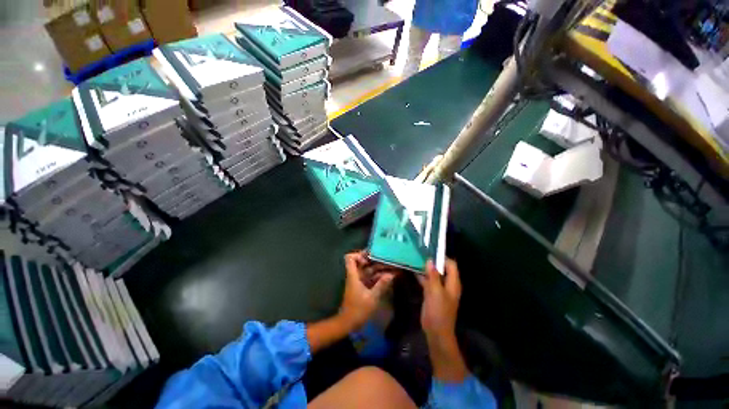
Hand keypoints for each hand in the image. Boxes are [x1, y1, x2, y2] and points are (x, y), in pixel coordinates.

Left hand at [337, 251, 396, 331]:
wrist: (349, 323)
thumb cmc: (358, 310)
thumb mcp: (372, 298)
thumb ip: (381, 285)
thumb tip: (391, 274)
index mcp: (353, 275)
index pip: (350, 258)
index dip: (359, 254)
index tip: (371, 256)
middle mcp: (355, 275)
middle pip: (362, 262)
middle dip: (374, 260)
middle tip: (387, 258)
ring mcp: (359, 281)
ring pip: (368, 270)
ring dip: (378, 268)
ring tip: (391, 266)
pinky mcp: (362, 287)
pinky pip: (370, 277)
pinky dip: (378, 276)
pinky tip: (388, 276)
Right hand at [418, 258, 467, 381]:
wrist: (436, 332)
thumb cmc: (439, 311)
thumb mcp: (436, 292)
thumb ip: (433, 276)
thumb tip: (430, 260)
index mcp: (453, 283)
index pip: (451, 265)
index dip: (442, 257)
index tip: (431, 250)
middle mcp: (447, 284)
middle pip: (442, 268)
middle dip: (432, 261)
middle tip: (420, 252)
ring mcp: (439, 289)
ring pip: (433, 274)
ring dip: (425, 268)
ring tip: (415, 257)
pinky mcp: (431, 293)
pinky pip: (427, 281)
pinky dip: (421, 276)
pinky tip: (412, 269)